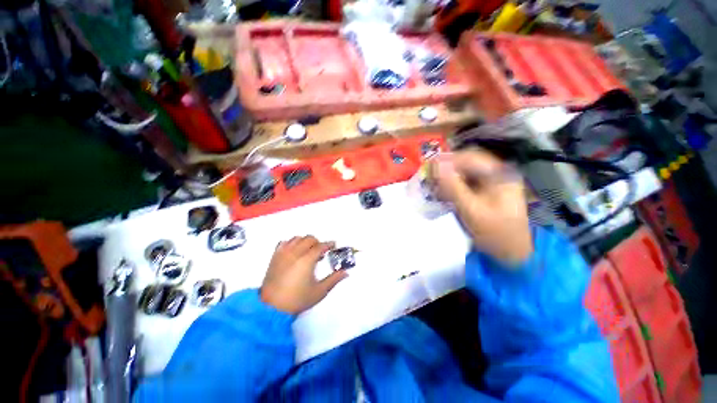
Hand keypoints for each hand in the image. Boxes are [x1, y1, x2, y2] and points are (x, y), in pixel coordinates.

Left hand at [260, 236, 347, 314]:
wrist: (272, 308)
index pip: (320, 246)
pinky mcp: (275, 257)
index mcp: (306, 260)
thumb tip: (346, 272)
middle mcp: (295, 253)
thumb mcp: (319, 291)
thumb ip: (334, 279)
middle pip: (309, 239)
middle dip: (317, 242)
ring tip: (308, 251)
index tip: (333, 245)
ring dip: (305, 241)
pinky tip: (294, 251)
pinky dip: (291, 243)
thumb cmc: (298, 300)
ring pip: (297, 238)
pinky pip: (284, 243)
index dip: (329, 244)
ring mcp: (283, 254)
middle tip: (321, 251)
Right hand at [431, 150, 532, 265]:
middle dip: (446, 169)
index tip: (429, 167)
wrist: (511, 252)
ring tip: (432, 186)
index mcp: (499, 174)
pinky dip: (451, 186)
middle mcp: (496, 173)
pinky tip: (441, 193)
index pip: (470, 157)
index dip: (448, 159)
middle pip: (466, 163)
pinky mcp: (483, 192)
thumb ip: (453, 187)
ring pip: (463, 173)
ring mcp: (490, 183)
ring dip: (446, 178)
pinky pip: (464, 183)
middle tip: (429, 177)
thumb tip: (436, 165)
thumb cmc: (495, 232)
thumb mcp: (472, 209)